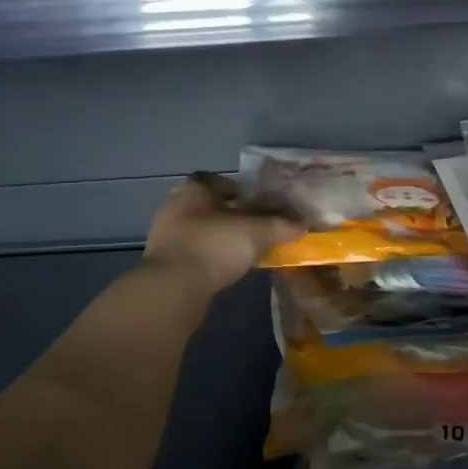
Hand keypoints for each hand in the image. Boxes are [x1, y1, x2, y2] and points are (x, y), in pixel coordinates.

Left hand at [142, 172, 304, 294]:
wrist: (173, 289)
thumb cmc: (214, 246)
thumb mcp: (256, 232)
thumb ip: (280, 225)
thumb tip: (303, 224)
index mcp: (194, 190)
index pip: (216, 180)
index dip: (237, 188)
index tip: (255, 202)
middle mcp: (175, 207)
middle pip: (209, 206)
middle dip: (231, 215)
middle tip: (255, 227)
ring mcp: (166, 236)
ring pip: (201, 230)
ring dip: (221, 238)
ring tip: (245, 250)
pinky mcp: (165, 263)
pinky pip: (194, 252)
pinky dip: (211, 257)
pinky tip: (227, 268)